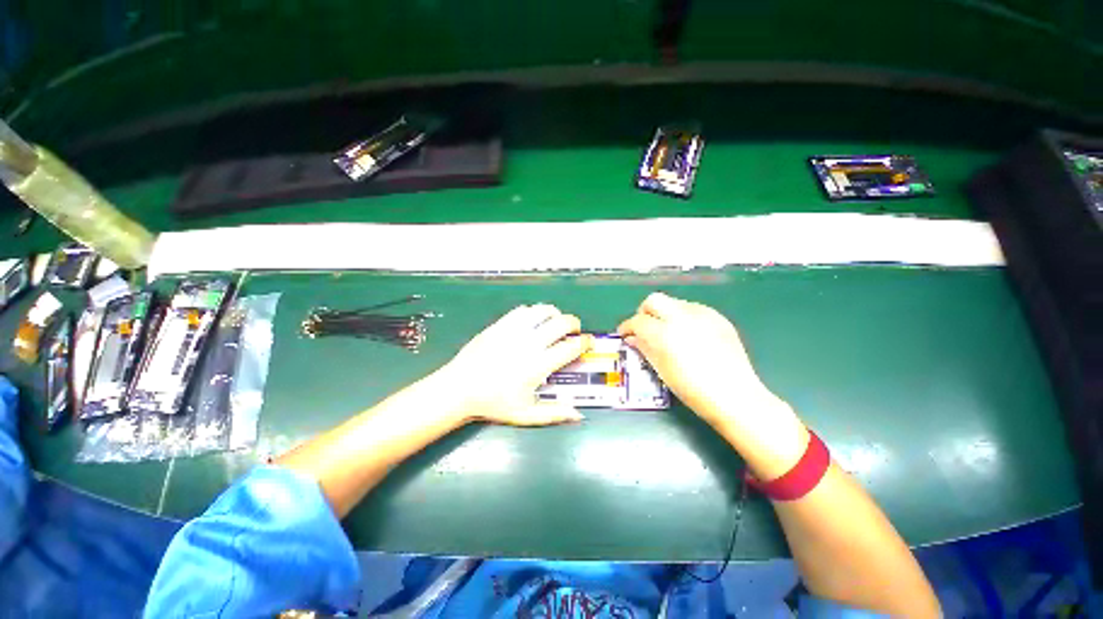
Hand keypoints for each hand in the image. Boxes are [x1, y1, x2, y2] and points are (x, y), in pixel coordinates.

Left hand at [434, 304, 593, 426]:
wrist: (460, 387)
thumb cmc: (494, 403)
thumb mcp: (526, 414)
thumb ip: (554, 414)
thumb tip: (579, 414)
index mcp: (539, 365)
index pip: (571, 347)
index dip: (585, 342)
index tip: (589, 342)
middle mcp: (530, 343)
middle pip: (562, 322)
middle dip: (574, 324)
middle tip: (574, 331)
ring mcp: (514, 330)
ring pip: (543, 311)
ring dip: (555, 315)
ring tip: (555, 323)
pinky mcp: (501, 324)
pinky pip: (523, 310)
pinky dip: (534, 313)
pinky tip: (533, 321)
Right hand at [618, 293, 807, 477]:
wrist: (735, 396)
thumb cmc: (693, 389)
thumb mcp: (661, 369)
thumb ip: (644, 348)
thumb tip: (632, 338)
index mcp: (664, 333)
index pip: (637, 321)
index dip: (627, 327)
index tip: (625, 334)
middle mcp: (682, 317)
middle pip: (654, 300)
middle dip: (644, 312)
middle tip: (644, 328)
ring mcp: (702, 315)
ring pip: (674, 303)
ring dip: (665, 314)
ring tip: (668, 333)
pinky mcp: (718, 318)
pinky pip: (693, 309)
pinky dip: (684, 318)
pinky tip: (689, 335)